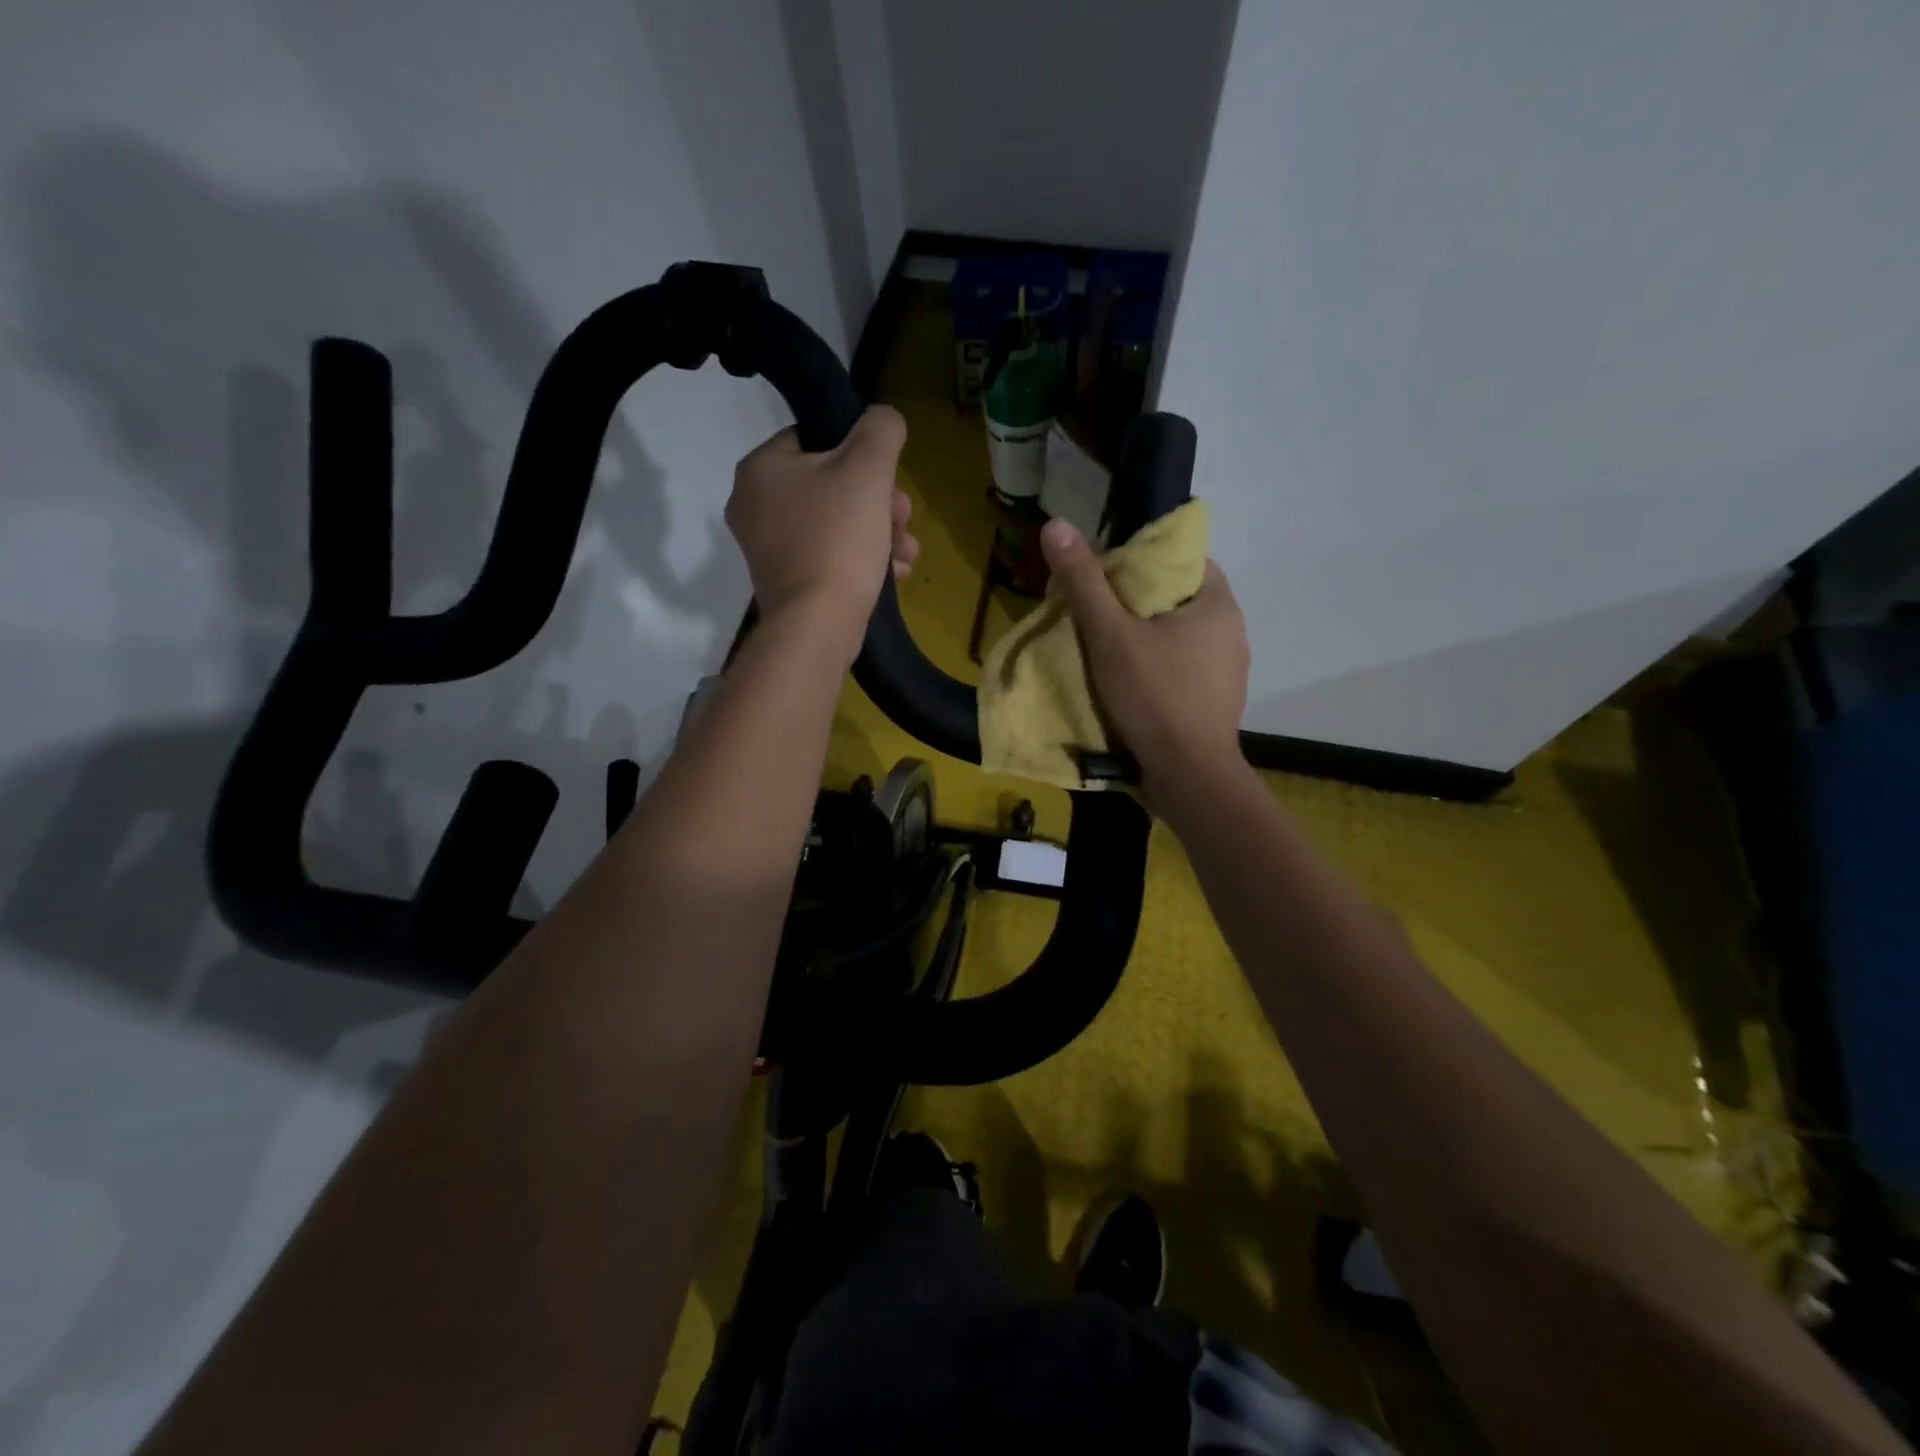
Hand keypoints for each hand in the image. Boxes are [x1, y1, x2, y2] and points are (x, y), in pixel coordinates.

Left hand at [726, 406, 918, 655]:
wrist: (818, 625)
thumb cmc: (838, 539)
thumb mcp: (868, 469)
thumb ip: (880, 429)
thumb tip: (883, 419)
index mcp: (760, 468)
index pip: (815, 438)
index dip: (861, 454)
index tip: (889, 481)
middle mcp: (754, 505)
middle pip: (831, 484)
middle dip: (879, 502)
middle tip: (904, 520)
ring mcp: (768, 548)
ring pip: (836, 523)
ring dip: (879, 533)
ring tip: (906, 553)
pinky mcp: (786, 582)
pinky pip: (829, 556)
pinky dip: (861, 560)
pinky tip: (893, 574)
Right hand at [1039, 517, 1249, 801]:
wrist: (1189, 776)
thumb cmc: (1154, 696)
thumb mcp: (1111, 636)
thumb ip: (1084, 582)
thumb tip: (1056, 525)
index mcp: (1217, 602)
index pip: (1181, 560)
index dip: (1142, 562)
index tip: (1106, 578)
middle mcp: (1232, 629)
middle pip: (1178, 598)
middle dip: (1139, 602)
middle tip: (1098, 613)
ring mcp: (1230, 669)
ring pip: (1181, 636)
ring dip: (1149, 637)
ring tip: (1110, 649)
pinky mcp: (1219, 700)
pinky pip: (1185, 668)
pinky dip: (1160, 667)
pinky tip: (1134, 683)